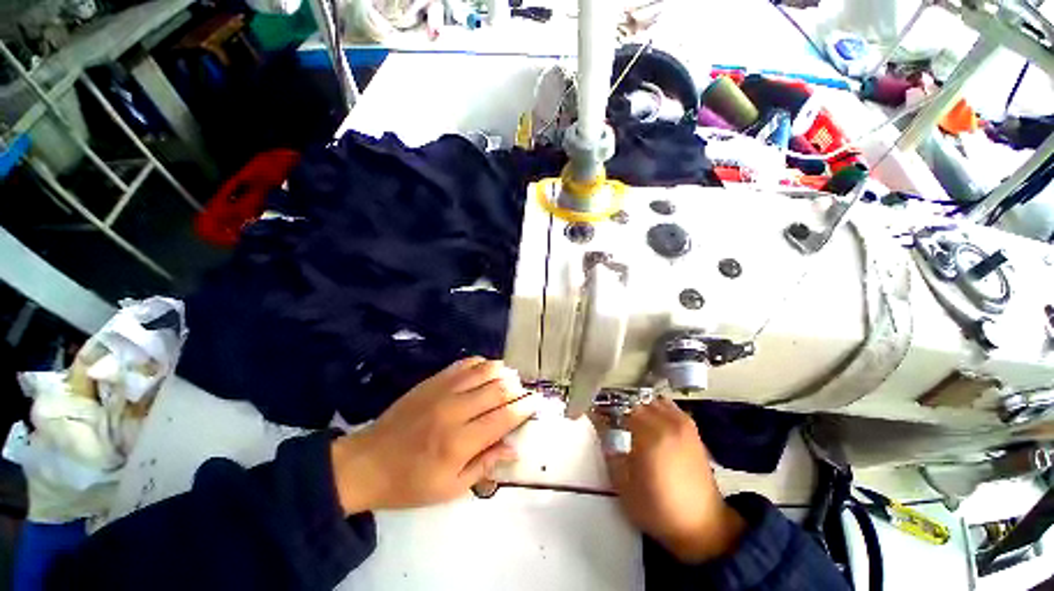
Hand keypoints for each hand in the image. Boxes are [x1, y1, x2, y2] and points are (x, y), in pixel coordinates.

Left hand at [330, 358, 537, 513]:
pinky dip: (480, 363)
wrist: (367, 462)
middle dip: (517, 388)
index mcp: (460, 442)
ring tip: (511, 377)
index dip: (524, 408)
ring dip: (502, 372)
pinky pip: (463, 364)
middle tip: (524, 391)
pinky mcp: (432, 381)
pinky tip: (487, 367)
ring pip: (483, 371)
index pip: (503, 418)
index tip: (536, 402)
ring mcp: (442, 391)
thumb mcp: (450, 488)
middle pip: (497, 390)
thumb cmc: (410, 483)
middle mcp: (454, 411)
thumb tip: (513, 448)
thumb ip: (484, 465)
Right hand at [596, 397, 745, 563]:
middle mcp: (668, 423)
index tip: (593, 412)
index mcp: (650, 436)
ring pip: (652, 400)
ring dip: (636, 404)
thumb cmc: (657, 509)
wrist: (702, 527)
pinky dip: (653, 407)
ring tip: (626, 416)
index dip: (604, 408)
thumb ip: (608, 449)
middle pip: (636, 401)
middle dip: (618, 404)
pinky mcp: (692, 429)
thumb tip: (599, 424)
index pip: (620, 408)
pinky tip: (647, 420)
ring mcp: (683, 424)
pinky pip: (667, 406)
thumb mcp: (623, 484)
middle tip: (607, 414)